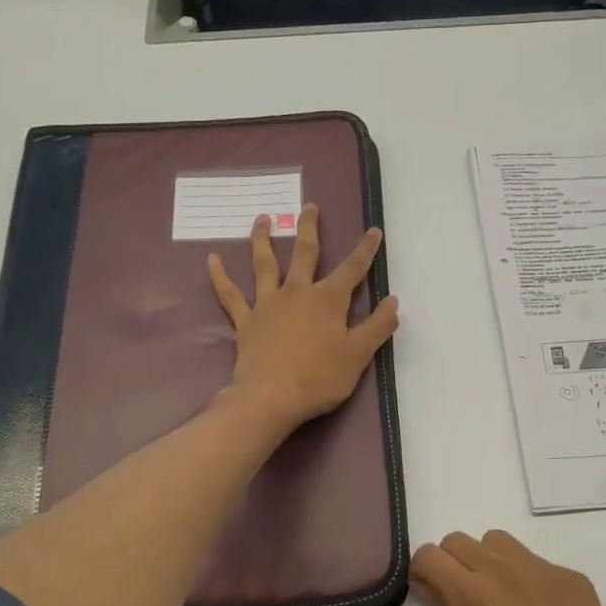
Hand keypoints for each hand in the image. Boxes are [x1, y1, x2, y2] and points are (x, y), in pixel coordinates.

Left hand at [207, 205, 399, 430]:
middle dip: (309, 228)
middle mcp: (297, 292)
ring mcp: (267, 304)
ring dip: (262, 239)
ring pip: (264, 264)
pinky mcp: (246, 321)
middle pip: (304, 253)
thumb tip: (393, 301)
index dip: (365, 250)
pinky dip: (220, 276)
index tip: (373, 230)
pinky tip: (211, 259)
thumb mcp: (358, 355)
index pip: (352, 269)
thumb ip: (377, 326)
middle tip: (309, 206)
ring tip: (261, 218)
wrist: (270, 399)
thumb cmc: (319, 378)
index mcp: (328, 300)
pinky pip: (230, 295)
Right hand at [412, 530, 605, 605]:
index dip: (423, 573)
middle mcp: (504, 570)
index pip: (429, 555)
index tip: (432, 594)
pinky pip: (535, 563)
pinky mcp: (571, 576)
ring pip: (497, 542)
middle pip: (459, 541)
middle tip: (463, 599)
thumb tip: (433, 590)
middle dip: (452, 565)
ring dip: (487, 562)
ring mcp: (542, 569)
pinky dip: (526, 579)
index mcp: (473, 596)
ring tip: (501, 600)